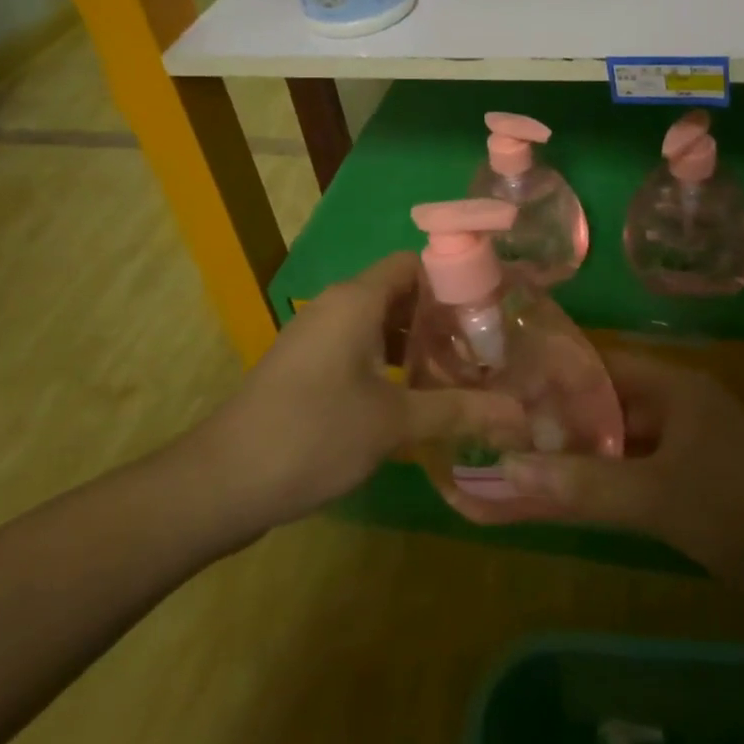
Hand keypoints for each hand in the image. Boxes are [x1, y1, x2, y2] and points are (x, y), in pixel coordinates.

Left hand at [197, 253, 527, 532]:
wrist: (222, 480)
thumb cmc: (313, 434)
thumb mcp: (393, 423)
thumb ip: (458, 410)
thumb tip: (520, 416)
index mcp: (357, 299)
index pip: (415, 263)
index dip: (454, 281)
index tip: (490, 313)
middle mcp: (336, 305)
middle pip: (400, 293)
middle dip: (442, 318)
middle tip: (483, 350)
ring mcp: (316, 335)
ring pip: (379, 322)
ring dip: (416, 344)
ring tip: (458, 375)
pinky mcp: (306, 365)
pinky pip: (358, 346)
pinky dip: (389, 361)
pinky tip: (413, 397)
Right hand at [460, 350, 743, 567]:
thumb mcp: (657, 497)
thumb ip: (583, 484)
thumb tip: (506, 469)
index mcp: (671, 386)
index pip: (597, 366)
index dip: (550, 376)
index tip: (502, 390)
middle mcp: (676, 406)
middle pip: (604, 405)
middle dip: (556, 421)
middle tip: (499, 434)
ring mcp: (686, 447)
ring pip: (618, 443)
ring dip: (577, 456)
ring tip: (520, 466)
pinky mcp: (694, 485)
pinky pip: (635, 475)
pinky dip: (603, 485)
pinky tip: (567, 500)